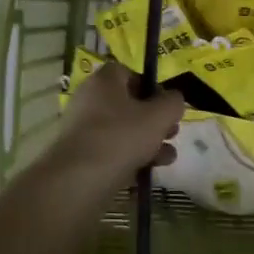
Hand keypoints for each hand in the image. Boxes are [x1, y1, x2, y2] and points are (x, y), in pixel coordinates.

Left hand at [46, 63, 183, 183]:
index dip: (150, 86)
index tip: (166, 104)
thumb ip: (172, 103)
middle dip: (155, 119)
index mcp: (104, 81)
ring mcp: (83, 129)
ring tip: (168, 157)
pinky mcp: (82, 155)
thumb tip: (174, 99)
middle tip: (172, 132)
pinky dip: (131, 157)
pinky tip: (150, 171)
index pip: (128, 72)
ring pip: (123, 130)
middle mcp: (90, 100)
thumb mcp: (158, 116)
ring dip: (149, 141)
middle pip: (128, 104)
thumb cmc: (120, 137)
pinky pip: (112, 150)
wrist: (78, 180)